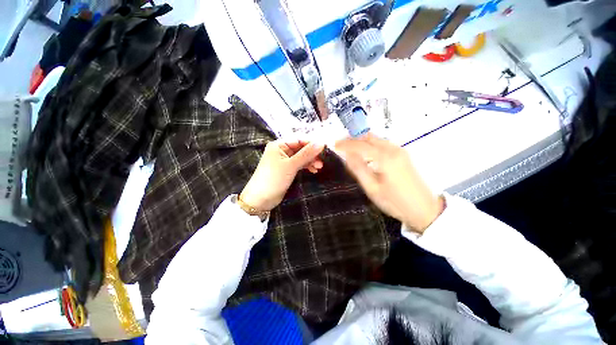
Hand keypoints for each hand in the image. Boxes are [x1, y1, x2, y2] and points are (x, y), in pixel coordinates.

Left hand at [240, 140, 324, 211]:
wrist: (261, 199)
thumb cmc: (274, 179)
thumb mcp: (291, 165)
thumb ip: (306, 154)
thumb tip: (321, 142)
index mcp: (279, 145)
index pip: (299, 139)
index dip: (312, 143)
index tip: (324, 148)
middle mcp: (281, 150)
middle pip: (301, 148)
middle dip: (312, 154)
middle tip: (322, 162)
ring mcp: (284, 160)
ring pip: (301, 157)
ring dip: (310, 161)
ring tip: (319, 167)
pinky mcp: (287, 169)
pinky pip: (299, 164)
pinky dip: (306, 166)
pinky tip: (313, 170)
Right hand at [335, 134, 442, 233]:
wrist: (424, 209)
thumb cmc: (395, 202)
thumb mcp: (372, 188)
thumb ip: (358, 169)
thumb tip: (347, 155)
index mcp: (385, 158)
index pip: (360, 145)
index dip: (345, 144)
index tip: (334, 145)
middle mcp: (393, 149)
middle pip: (368, 137)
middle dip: (352, 139)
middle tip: (340, 145)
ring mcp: (400, 150)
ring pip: (376, 139)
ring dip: (361, 141)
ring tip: (349, 148)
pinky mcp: (403, 154)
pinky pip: (382, 144)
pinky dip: (370, 144)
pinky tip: (364, 153)